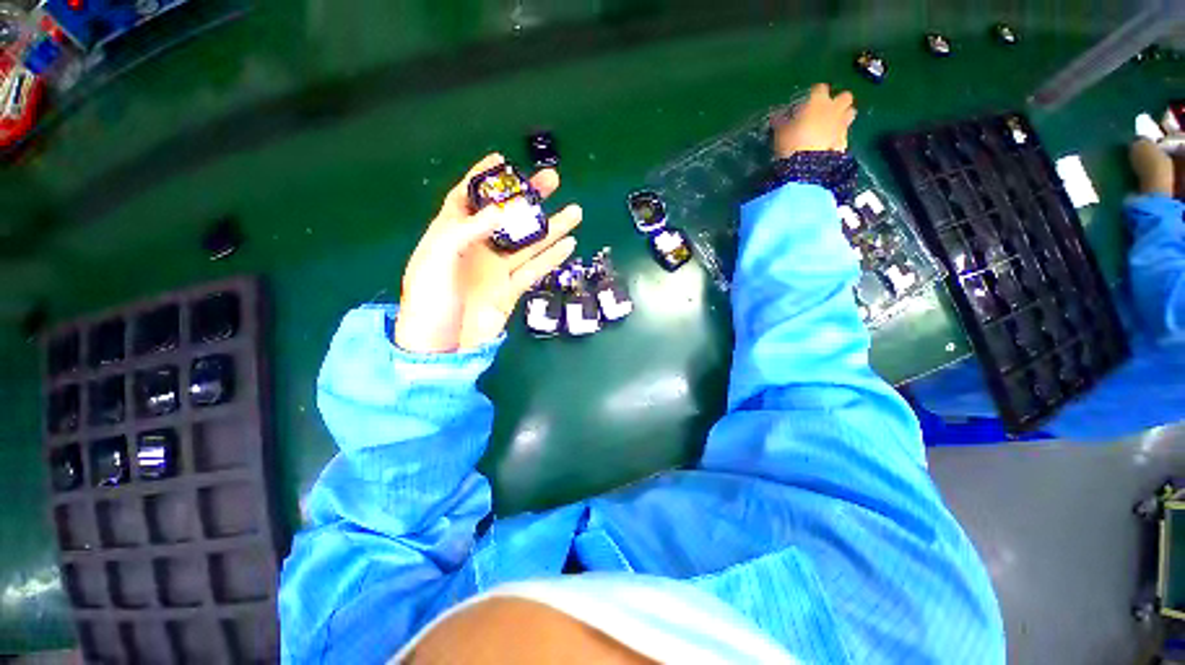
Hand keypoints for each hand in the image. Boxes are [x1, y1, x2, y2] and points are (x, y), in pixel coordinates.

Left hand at [394, 154, 581, 353]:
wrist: (441, 346)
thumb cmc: (430, 300)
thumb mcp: (436, 258)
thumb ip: (466, 230)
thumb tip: (502, 210)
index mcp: (451, 234)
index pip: (467, 198)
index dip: (483, 177)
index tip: (504, 160)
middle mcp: (477, 248)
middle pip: (507, 217)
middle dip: (529, 198)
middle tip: (552, 180)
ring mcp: (497, 269)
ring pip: (529, 243)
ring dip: (551, 227)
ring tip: (574, 211)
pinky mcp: (511, 289)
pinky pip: (535, 269)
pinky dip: (552, 257)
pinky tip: (568, 244)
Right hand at [773, 83, 856, 158]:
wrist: (806, 164)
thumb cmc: (791, 143)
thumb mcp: (781, 132)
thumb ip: (781, 122)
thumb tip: (776, 117)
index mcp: (817, 102)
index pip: (820, 88)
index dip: (815, 93)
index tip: (808, 101)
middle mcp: (834, 108)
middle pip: (845, 96)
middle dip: (838, 101)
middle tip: (827, 110)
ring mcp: (842, 124)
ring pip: (850, 112)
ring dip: (844, 116)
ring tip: (832, 125)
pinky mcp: (845, 140)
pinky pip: (845, 134)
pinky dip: (840, 136)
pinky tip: (831, 143)